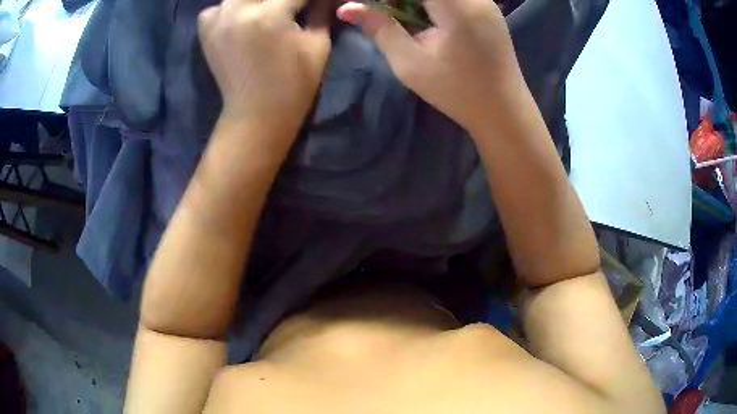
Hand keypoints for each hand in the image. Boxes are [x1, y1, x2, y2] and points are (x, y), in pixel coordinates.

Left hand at [198, 0, 331, 141]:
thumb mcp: (317, 46)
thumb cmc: (294, 85)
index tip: (313, 5)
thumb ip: (321, 11)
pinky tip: (240, 17)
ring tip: (266, 11)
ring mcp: (218, 22)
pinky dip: (228, 8)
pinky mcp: (207, 33)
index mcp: (270, 14)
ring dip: (257, 1)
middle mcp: (238, 11)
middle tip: (290, 9)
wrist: (257, 116)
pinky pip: (215, 8)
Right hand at [337, 0, 523, 133]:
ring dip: (413, 2)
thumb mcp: (411, 63)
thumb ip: (379, 28)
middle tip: (385, 14)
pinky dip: (433, 4)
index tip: (371, 6)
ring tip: (403, 19)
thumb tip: (346, 8)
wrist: (504, 111)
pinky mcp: (488, 10)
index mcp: (456, 4)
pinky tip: (426, 20)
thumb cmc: (457, 91)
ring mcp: (485, 1)